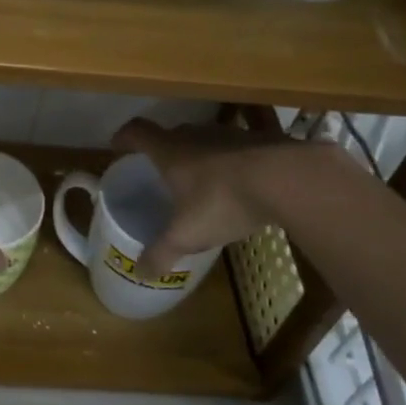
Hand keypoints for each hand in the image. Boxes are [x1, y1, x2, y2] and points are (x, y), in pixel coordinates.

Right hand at [110, 117, 356, 277]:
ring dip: (199, 155)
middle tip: (160, 171)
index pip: (137, 132)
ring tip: (199, 180)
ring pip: (206, 139)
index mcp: (170, 151)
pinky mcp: (261, 140)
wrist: (287, 179)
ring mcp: (231, 134)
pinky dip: (231, 162)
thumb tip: (140, 273)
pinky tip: (239, 183)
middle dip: (163, 150)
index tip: (118, 146)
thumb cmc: (222, 201)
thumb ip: (161, 253)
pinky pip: (236, 148)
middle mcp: (196, 135)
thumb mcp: (187, 235)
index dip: (124, 137)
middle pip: (172, 134)